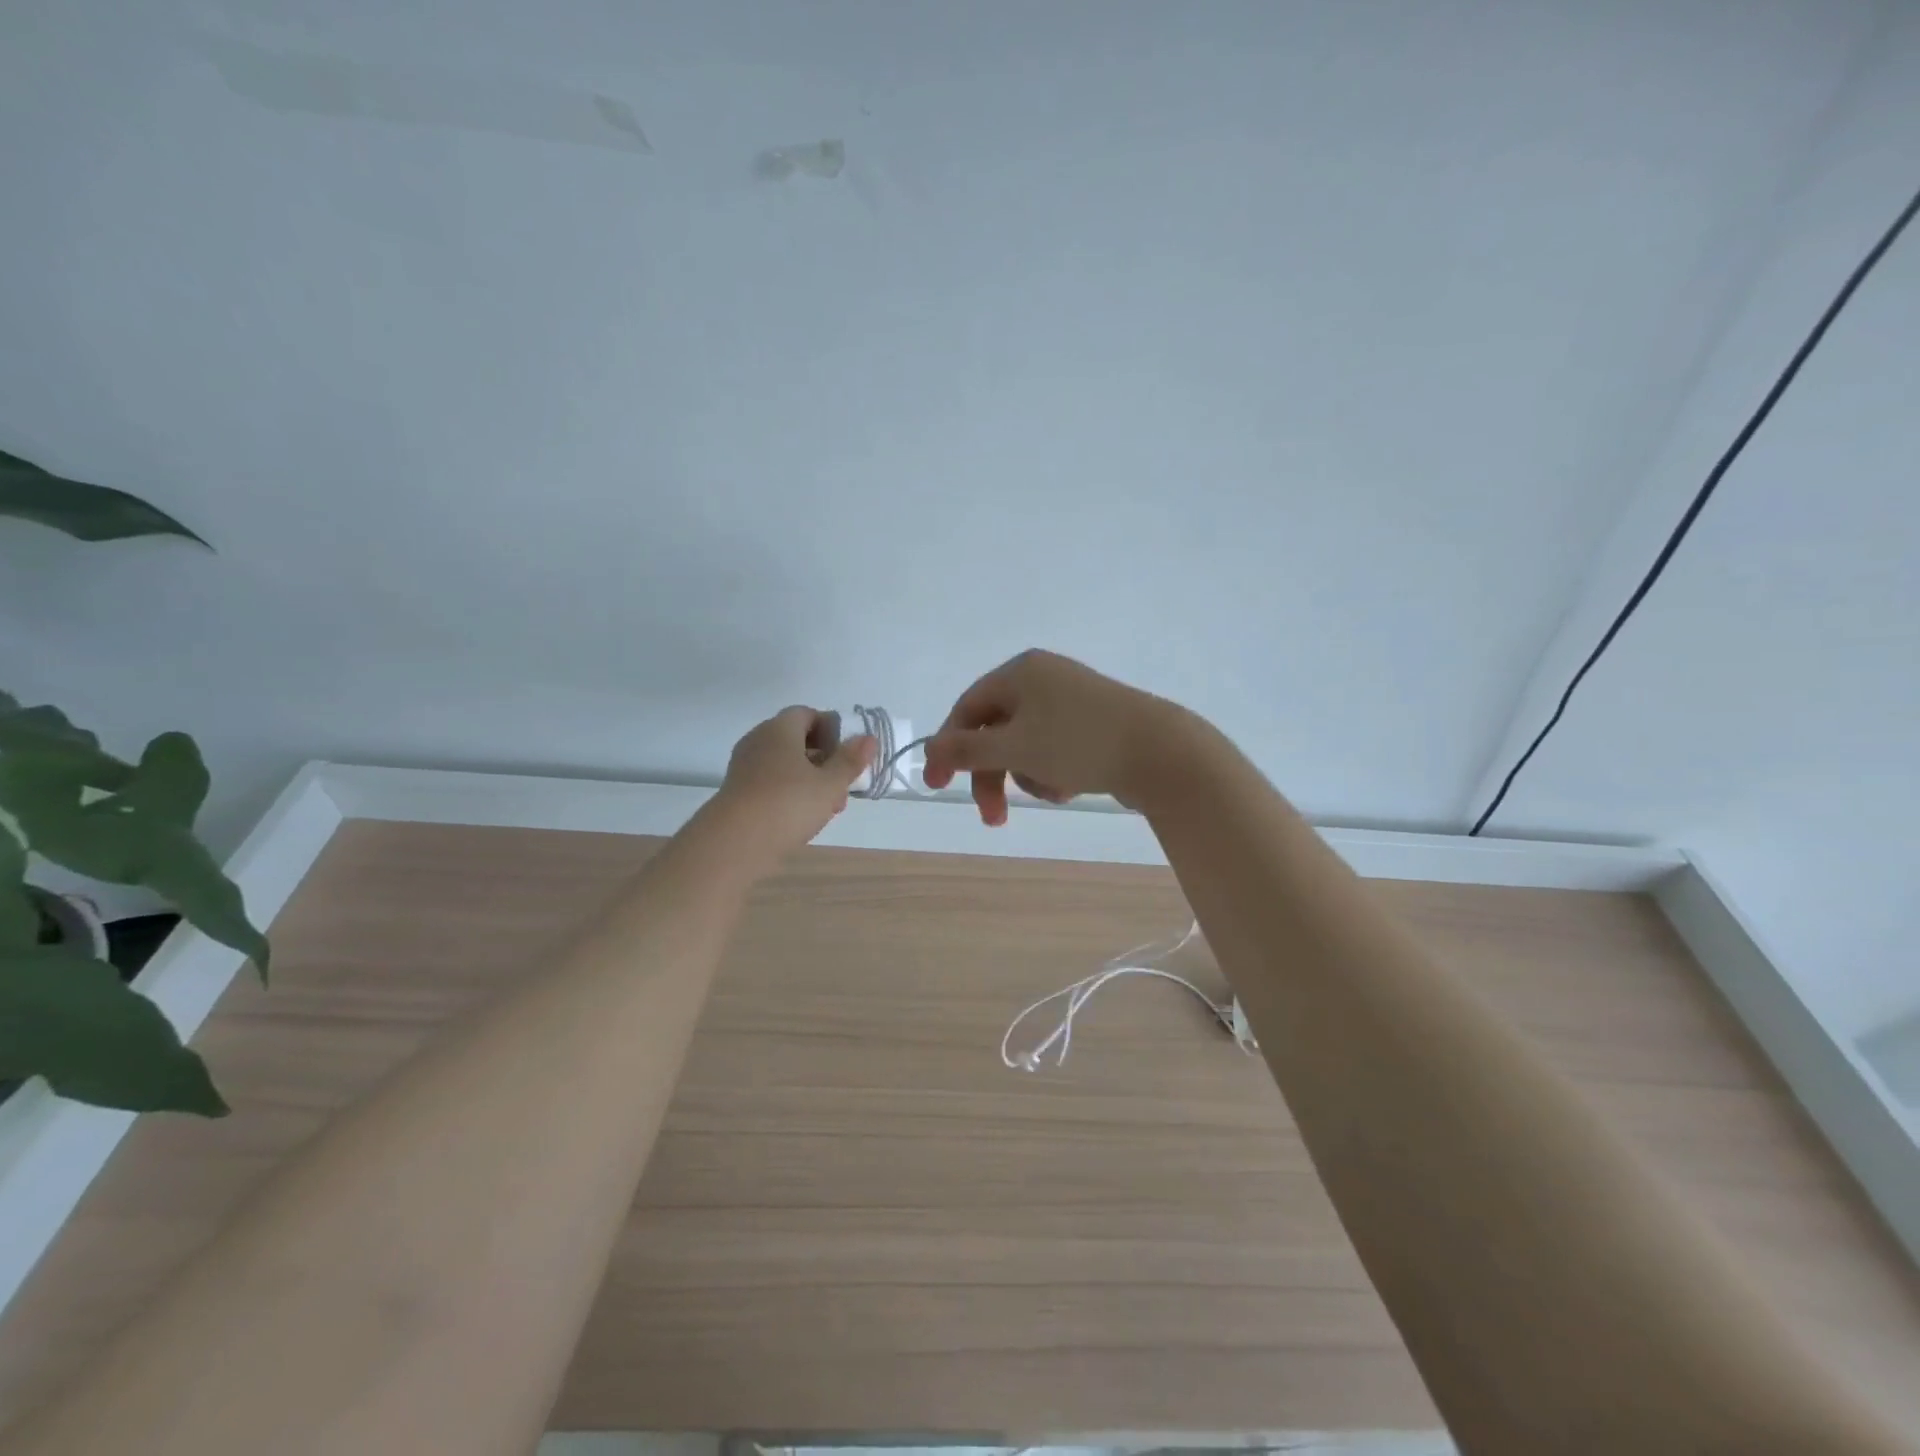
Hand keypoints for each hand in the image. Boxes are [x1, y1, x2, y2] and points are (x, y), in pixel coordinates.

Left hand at [711, 707, 876, 864]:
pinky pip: (770, 782)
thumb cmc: (788, 804)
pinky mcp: (738, 791)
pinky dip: (789, 793)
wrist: (734, 843)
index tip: (847, 755)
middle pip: (796, 740)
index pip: (807, 714)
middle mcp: (759, 740)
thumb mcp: (830, 784)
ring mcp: (745, 766)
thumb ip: (850, 760)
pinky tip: (803, 818)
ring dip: (809, 780)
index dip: (831, 730)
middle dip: (824, 760)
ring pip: (785, 764)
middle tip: (842, 786)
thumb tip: (868, 738)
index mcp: (780, 728)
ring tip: (828, 808)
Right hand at [922, 650, 1189, 824]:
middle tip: (994, 818)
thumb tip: (928, 749)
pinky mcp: (1094, 723)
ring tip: (1054, 792)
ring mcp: (1071, 700)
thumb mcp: (1014, 747)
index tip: (938, 787)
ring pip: (1025, 745)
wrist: (1162, 752)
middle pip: (997, 731)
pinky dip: (1053, 771)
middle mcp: (1043, 679)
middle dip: (992, 775)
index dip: (949, 749)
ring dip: (1027, 775)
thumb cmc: (1079, 743)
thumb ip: (966, 751)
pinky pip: (1054, 748)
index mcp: (1020, 672)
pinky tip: (1071, 787)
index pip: (967, 709)